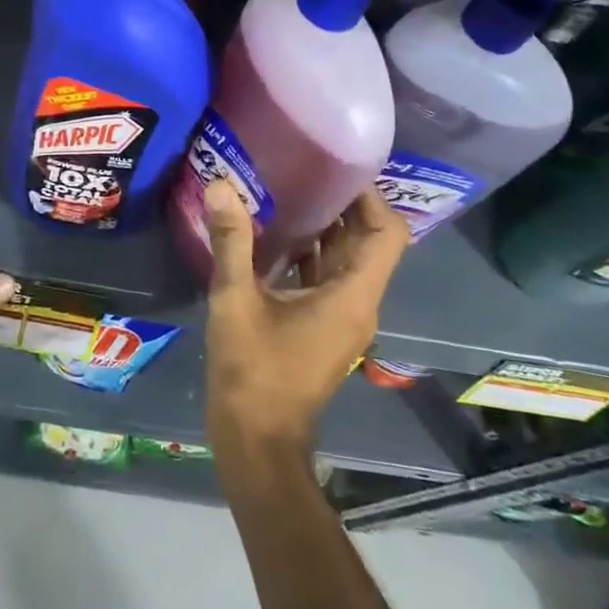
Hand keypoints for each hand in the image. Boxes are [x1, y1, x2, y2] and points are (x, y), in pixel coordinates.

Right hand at [204, 181, 409, 459]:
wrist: (256, 441)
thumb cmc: (252, 372)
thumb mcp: (235, 301)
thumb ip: (232, 241)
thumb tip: (222, 185)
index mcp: (352, 297)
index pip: (387, 234)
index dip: (370, 197)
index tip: (338, 167)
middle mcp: (358, 304)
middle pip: (368, 242)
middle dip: (343, 204)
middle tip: (307, 167)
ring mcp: (342, 318)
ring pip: (347, 260)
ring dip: (325, 226)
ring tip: (289, 189)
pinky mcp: (323, 326)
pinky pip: (327, 277)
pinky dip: (310, 252)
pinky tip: (274, 233)